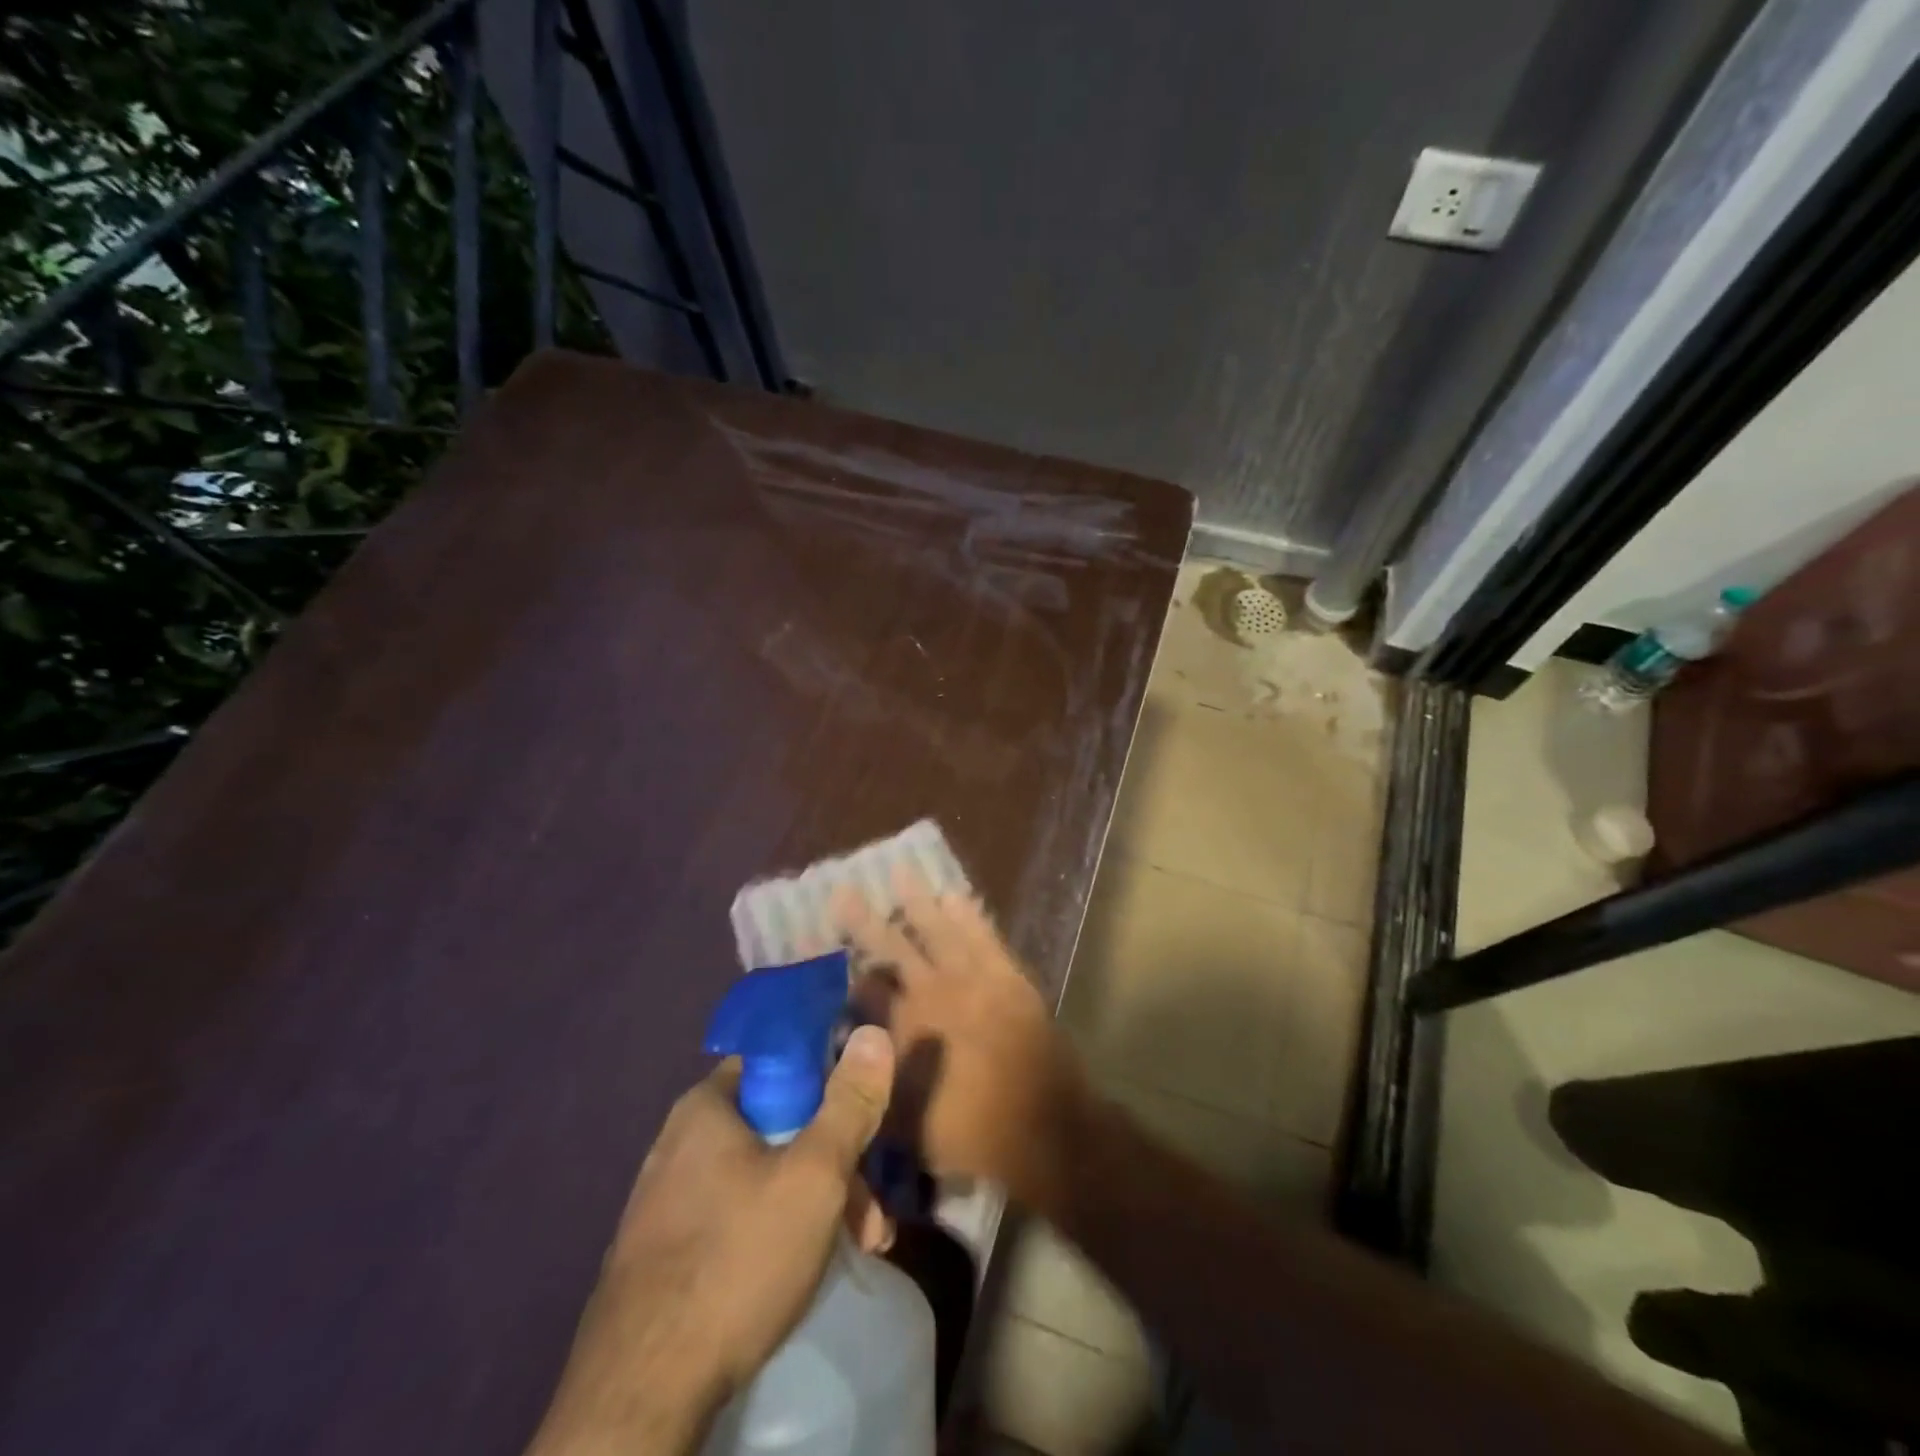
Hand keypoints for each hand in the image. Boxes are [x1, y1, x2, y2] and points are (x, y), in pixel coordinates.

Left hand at [527, 1026, 895, 1455]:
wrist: (640, 1396)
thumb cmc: (737, 1260)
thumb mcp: (815, 1174)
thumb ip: (849, 1102)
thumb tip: (873, 1032)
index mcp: (707, 1105)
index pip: (779, 1061)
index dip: (829, 1082)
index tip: (863, 1121)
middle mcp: (680, 1140)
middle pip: (778, 1126)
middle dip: (835, 1164)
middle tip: (870, 1216)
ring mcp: (667, 1199)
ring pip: (762, 1176)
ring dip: (816, 1203)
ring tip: (856, 1249)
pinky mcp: (664, 1251)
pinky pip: (735, 1215)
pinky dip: (777, 1230)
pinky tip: (803, 1270)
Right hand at [834, 876, 1090, 1211]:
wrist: (1041, 1127)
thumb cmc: (968, 1133)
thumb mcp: (902, 1124)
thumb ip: (872, 1085)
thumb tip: (852, 1055)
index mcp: (902, 1028)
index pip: (865, 988)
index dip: (847, 970)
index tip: (832, 953)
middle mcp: (931, 993)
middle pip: (891, 947)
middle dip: (864, 920)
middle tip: (843, 891)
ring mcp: (971, 978)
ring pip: (937, 928)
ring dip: (916, 900)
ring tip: (900, 871)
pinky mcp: (1006, 974)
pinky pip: (982, 934)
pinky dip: (968, 913)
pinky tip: (954, 894)